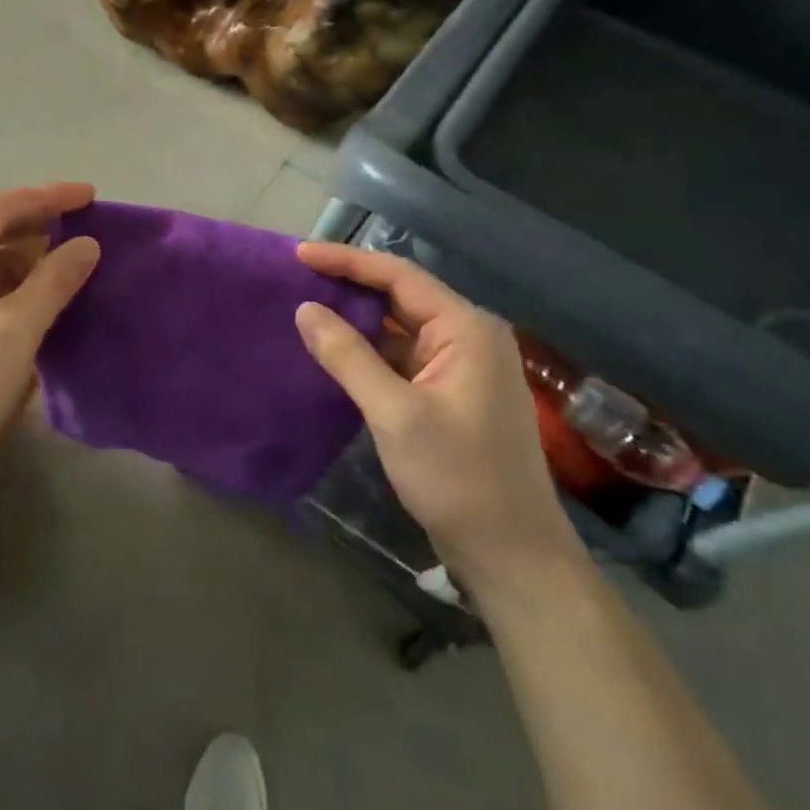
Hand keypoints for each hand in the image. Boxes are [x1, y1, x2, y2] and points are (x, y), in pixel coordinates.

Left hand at [0, 183, 100, 502]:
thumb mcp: (15, 331)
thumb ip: (55, 281)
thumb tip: (89, 243)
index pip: (4, 204)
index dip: (52, 197)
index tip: (94, 194)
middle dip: (38, 224)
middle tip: (87, 225)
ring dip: (23, 257)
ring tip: (68, 262)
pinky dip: (5, 284)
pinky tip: (34, 298)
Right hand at [294, 242, 580, 590]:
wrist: (512, 556)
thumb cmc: (458, 478)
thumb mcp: (395, 413)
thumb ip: (348, 356)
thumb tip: (305, 309)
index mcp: (466, 329)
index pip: (399, 276)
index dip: (347, 260)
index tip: (299, 254)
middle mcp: (468, 337)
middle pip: (400, 295)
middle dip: (350, 284)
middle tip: (297, 276)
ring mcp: (461, 366)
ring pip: (399, 326)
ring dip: (357, 317)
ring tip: (306, 305)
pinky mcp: (449, 393)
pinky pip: (402, 355)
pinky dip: (368, 349)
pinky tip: (334, 349)